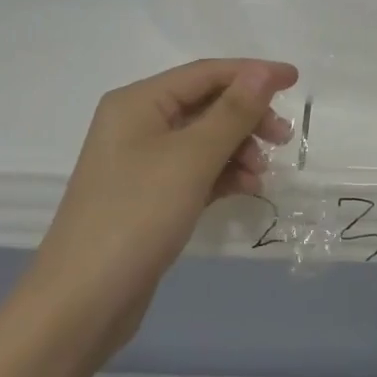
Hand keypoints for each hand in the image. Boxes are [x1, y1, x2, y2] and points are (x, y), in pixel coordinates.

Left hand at [26, 58, 297, 355]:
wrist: (81, 304)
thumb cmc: (136, 216)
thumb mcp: (191, 159)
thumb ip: (232, 113)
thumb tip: (263, 72)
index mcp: (138, 102)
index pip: (205, 73)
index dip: (252, 73)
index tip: (294, 80)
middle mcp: (137, 124)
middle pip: (205, 104)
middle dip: (247, 117)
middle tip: (283, 138)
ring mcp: (141, 162)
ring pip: (204, 139)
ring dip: (238, 149)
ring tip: (262, 174)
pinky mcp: (149, 197)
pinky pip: (195, 171)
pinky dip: (222, 175)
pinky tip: (246, 189)